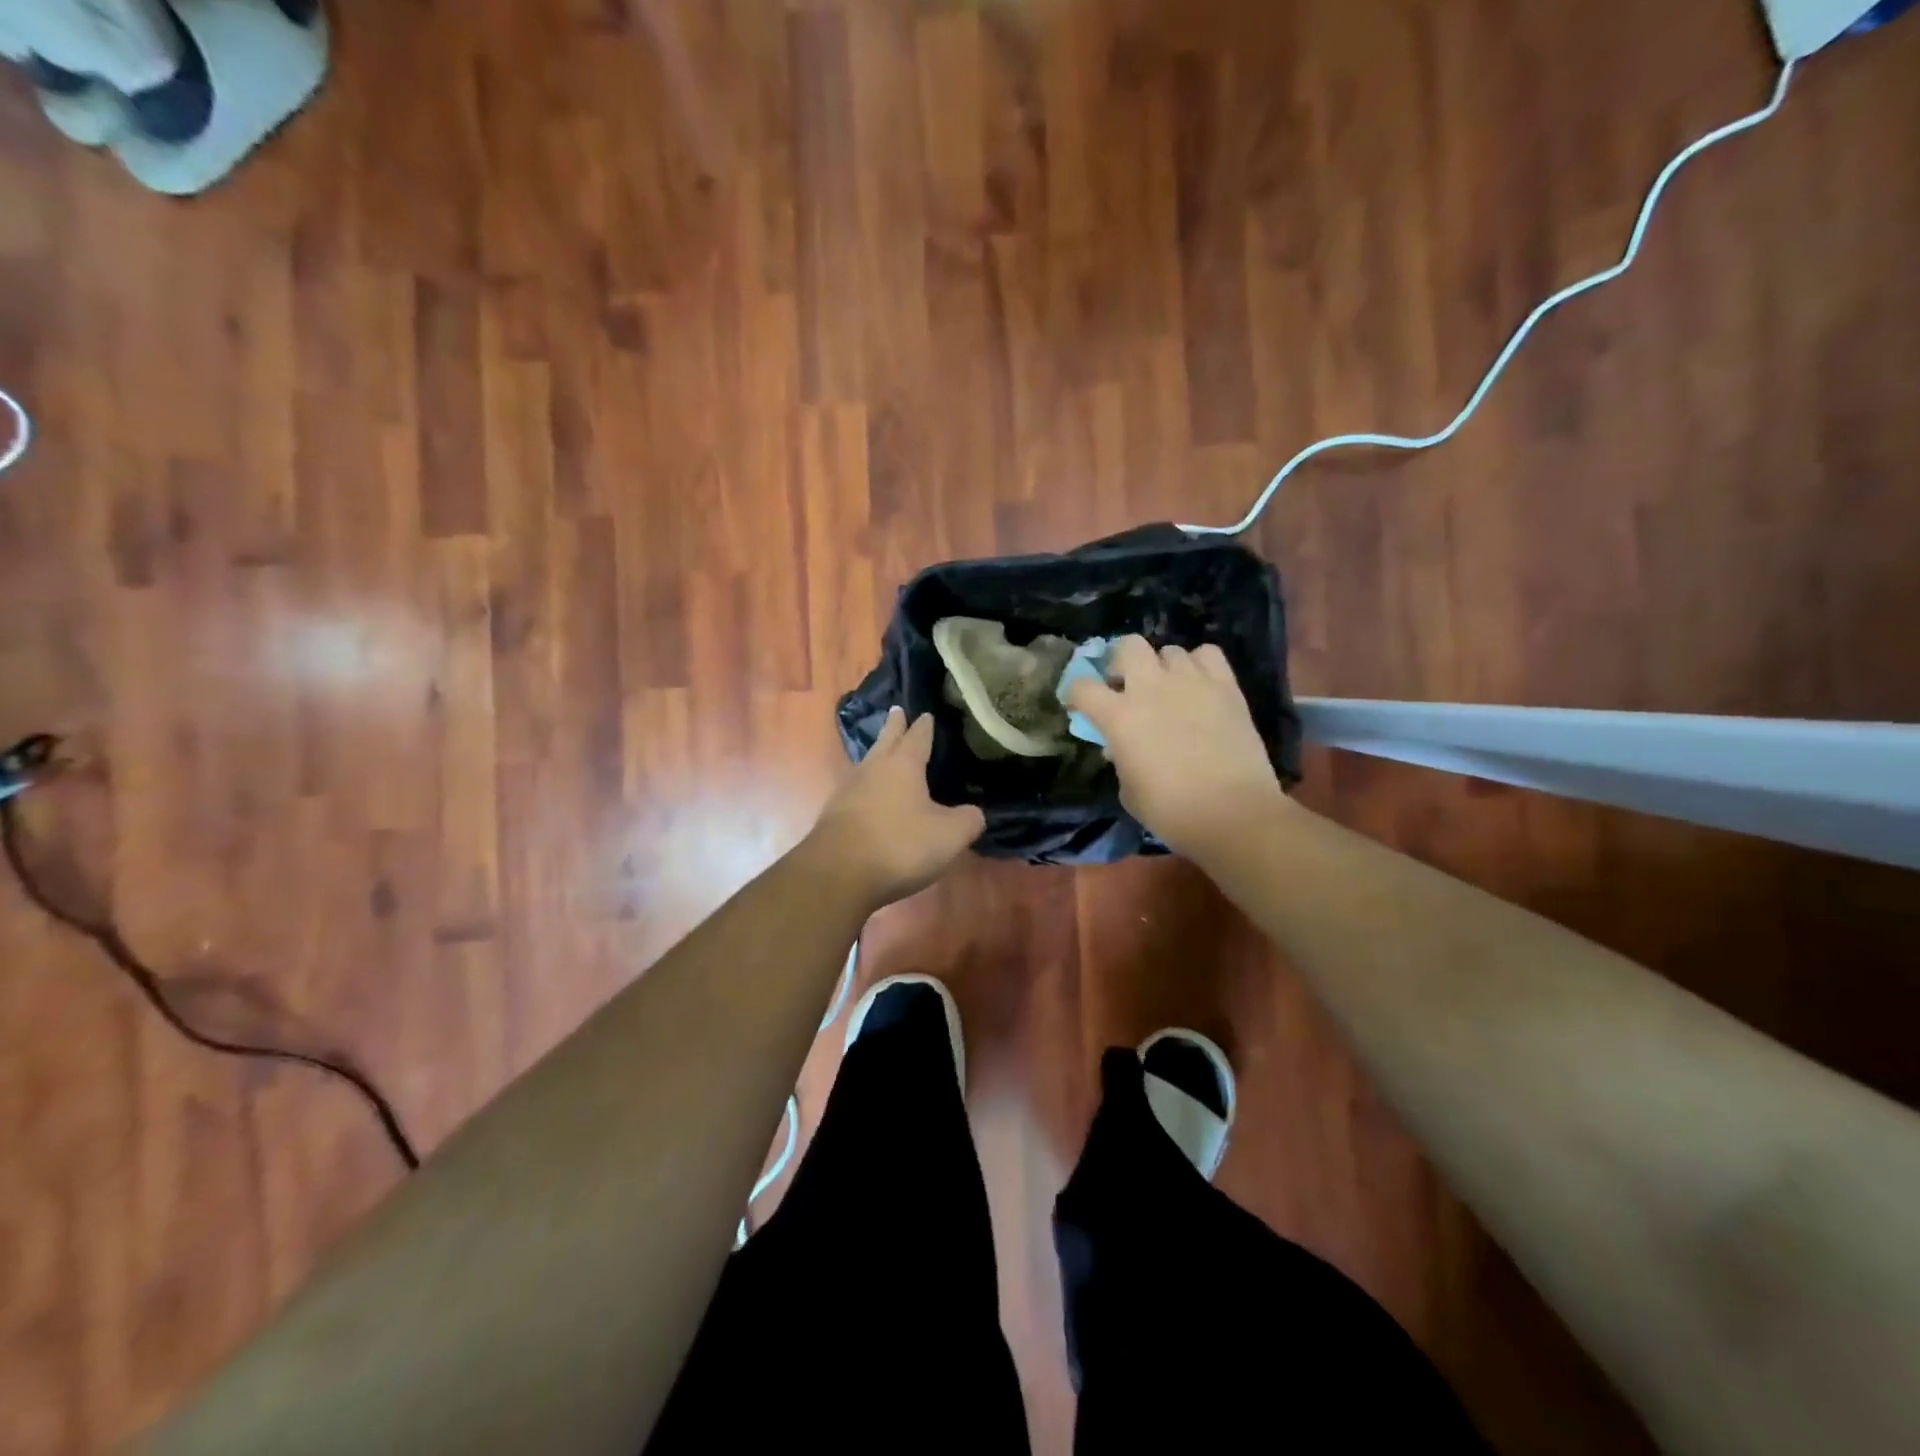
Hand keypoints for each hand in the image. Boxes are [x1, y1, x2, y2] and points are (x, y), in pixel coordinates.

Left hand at [804, 708, 985, 910]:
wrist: (838, 874)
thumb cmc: (899, 845)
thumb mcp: (949, 835)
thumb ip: (969, 820)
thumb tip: (974, 813)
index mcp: (903, 765)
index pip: (917, 736)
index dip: (924, 726)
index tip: (926, 713)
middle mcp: (873, 769)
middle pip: (886, 740)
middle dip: (894, 726)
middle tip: (897, 710)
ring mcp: (849, 791)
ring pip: (868, 764)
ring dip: (878, 755)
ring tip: (885, 752)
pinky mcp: (834, 815)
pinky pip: (857, 791)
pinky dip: (868, 787)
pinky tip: (871, 796)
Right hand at [1064, 636, 1289, 858]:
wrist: (1233, 813)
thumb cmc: (1171, 810)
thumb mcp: (1129, 789)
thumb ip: (1120, 759)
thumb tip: (1120, 746)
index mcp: (1119, 716)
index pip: (1082, 687)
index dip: (1076, 695)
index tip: (1080, 706)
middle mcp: (1151, 688)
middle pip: (1128, 646)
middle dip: (1121, 661)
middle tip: (1126, 684)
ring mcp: (1191, 681)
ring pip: (1169, 650)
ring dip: (1162, 667)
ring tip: (1169, 688)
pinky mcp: (1226, 686)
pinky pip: (1208, 654)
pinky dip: (1199, 664)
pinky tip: (1200, 685)